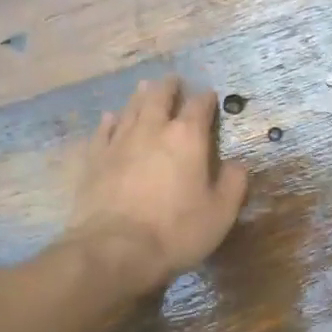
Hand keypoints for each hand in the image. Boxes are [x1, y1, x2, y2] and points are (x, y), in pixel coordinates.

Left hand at [68, 77, 248, 290]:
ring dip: (140, 96)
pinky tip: (111, 118)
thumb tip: (237, 165)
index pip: (199, 106)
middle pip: (160, 97)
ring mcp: (119, 142)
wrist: (114, 250)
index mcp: (187, 138)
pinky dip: (110, 121)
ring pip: (131, 109)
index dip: (207, 99)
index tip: (210, 96)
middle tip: (173, 80)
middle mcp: (152, 130)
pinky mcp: (94, 160)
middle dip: (169, 87)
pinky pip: (103, 131)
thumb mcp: (221, 213)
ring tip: (145, 87)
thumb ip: (233, 183)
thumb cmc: (176, 231)